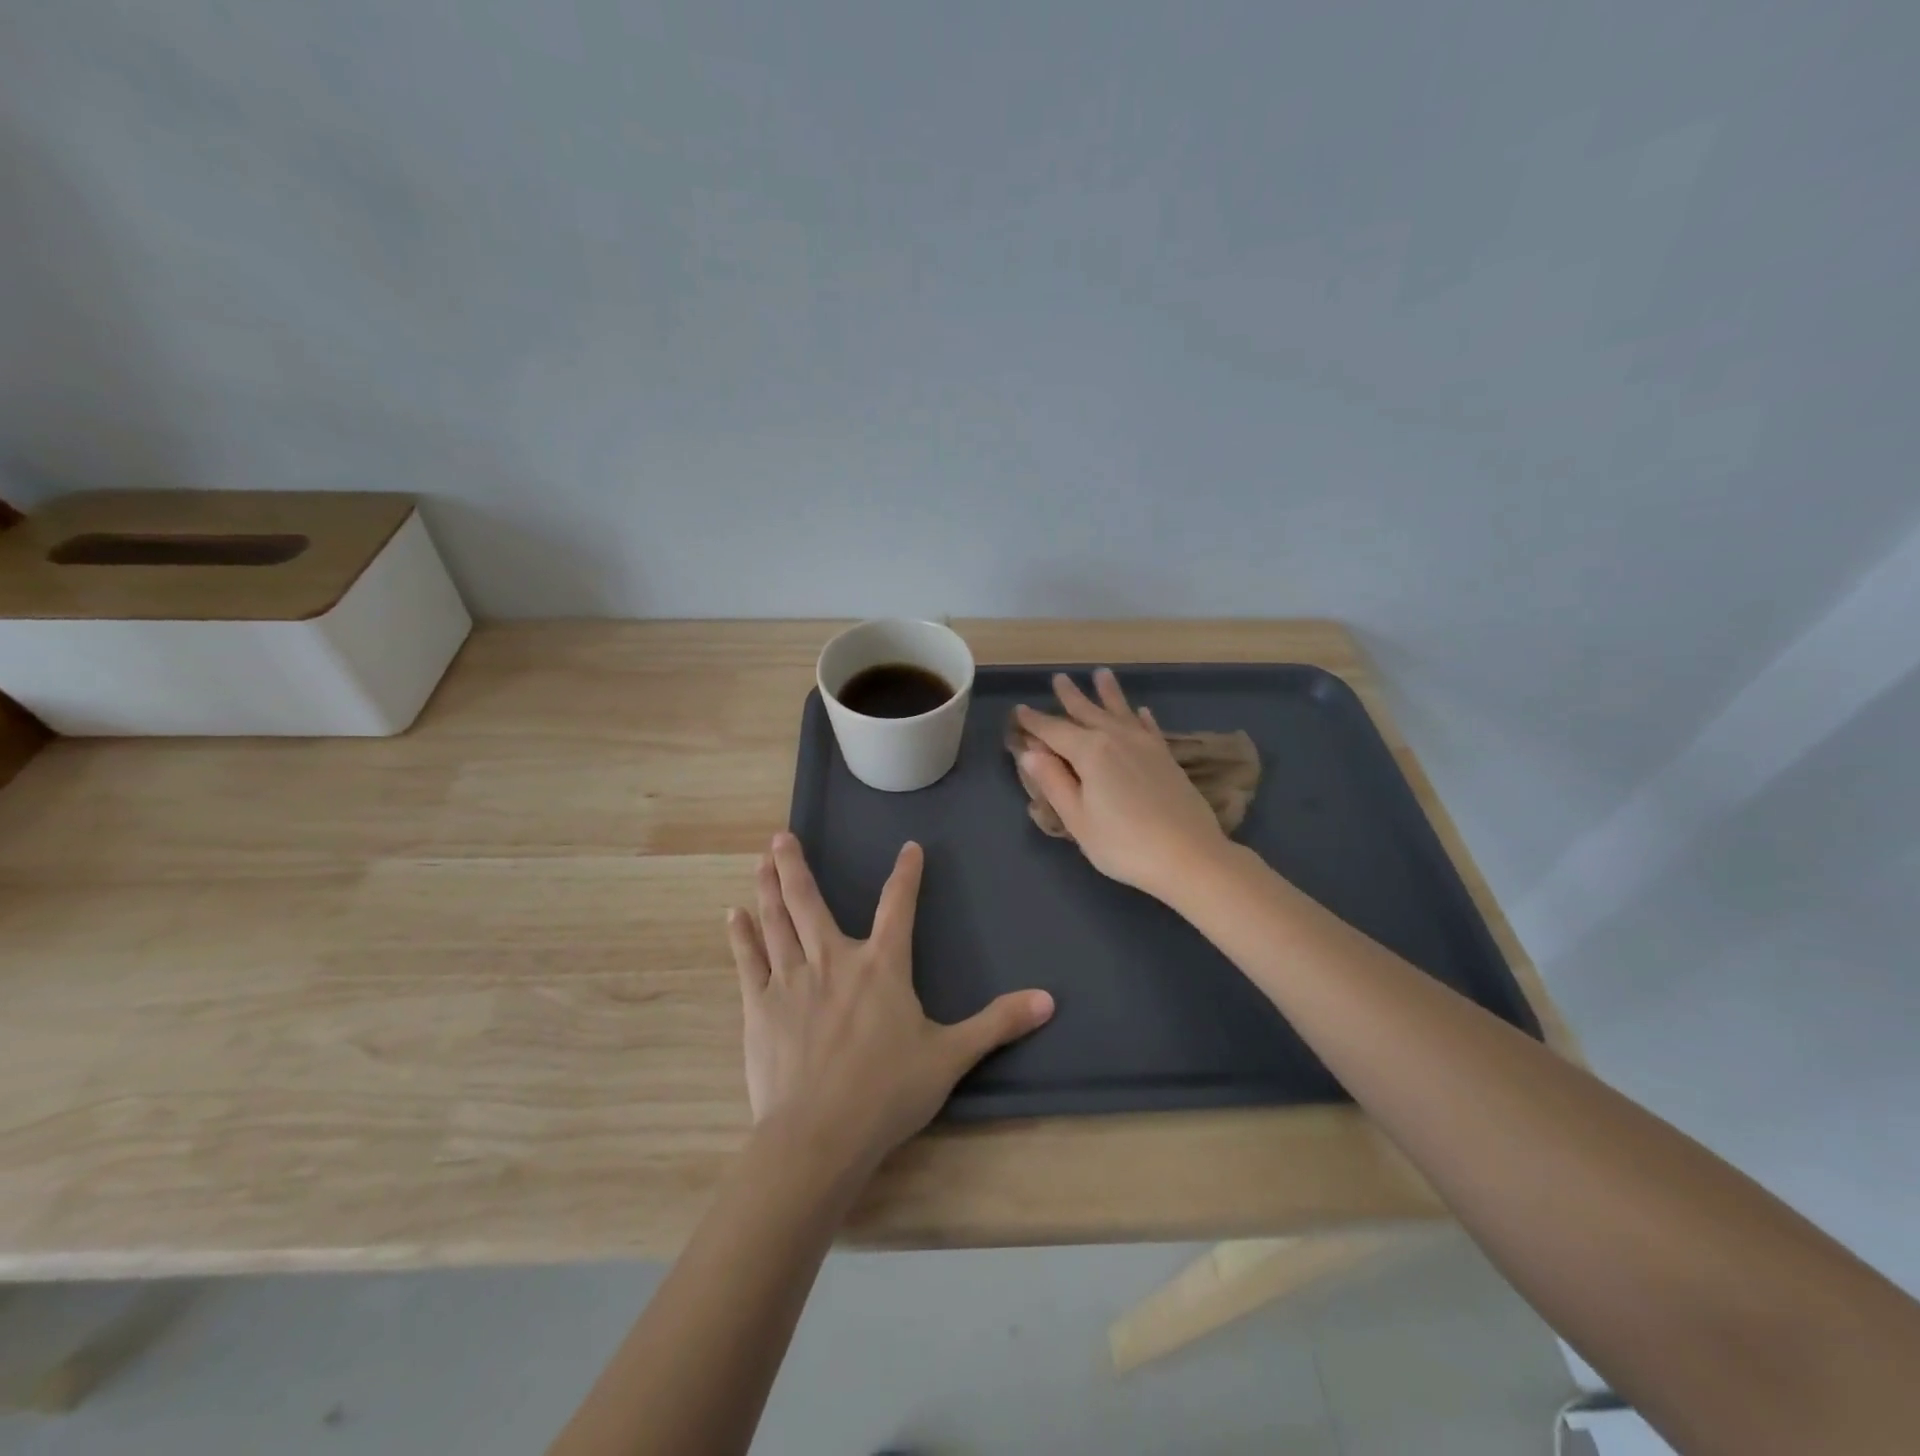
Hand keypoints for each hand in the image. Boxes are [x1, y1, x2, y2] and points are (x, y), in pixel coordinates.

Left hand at [727, 832, 1054, 1175]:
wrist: (819, 1136)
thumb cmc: (888, 1092)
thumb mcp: (951, 1056)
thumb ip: (997, 1023)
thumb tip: (1049, 1000)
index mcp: (881, 965)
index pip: (898, 905)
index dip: (906, 874)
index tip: (909, 847)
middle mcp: (833, 959)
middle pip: (810, 901)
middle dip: (796, 866)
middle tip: (780, 836)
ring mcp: (790, 980)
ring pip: (777, 921)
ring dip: (769, 888)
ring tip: (760, 860)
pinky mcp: (760, 1007)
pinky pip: (748, 961)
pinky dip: (740, 936)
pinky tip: (732, 915)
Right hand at [1013, 668, 1232, 901]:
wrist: (1189, 855)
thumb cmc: (1123, 843)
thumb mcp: (1077, 818)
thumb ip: (1053, 782)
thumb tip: (1029, 752)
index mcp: (1090, 751)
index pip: (1054, 731)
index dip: (1034, 722)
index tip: (1019, 711)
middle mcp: (1117, 738)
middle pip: (1088, 712)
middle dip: (1071, 697)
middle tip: (1059, 678)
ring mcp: (1145, 746)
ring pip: (1121, 712)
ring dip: (1108, 693)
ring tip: (1101, 674)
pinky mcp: (1166, 758)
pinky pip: (1149, 728)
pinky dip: (1141, 717)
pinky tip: (1141, 711)